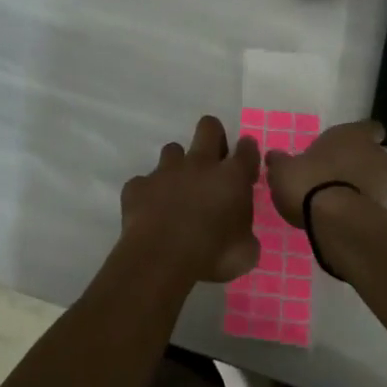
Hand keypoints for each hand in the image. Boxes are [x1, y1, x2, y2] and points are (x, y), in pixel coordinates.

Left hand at [120, 116, 260, 282]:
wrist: (161, 258)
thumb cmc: (212, 255)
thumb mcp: (245, 252)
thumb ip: (245, 234)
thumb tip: (241, 233)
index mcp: (231, 178)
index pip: (246, 150)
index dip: (247, 151)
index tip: (245, 161)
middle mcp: (199, 164)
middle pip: (208, 127)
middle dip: (213, 135)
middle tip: (213, 160)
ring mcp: (165, 171)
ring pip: (173, 150)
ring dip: (178, 166)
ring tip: (178, 190)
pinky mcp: (138, 184)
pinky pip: (145, 182)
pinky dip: (149, 193)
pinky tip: (150, 212)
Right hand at [263, 120, 386, 227]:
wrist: (335, 220)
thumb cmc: (309, 181)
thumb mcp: (283, 169)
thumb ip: (281, 161)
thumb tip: (274, 156)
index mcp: (353, 135)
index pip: (371, 128)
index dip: (361, 136)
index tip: (348, 145)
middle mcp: (376, 155)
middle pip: (376, 156)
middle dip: (362, 163)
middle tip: (338, 173)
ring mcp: (385, 185)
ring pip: (378, 181)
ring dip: (364, 187)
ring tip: (339, 198)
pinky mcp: (386, 212)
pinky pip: (374, 205)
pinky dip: (363, 208)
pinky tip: (344, 215)